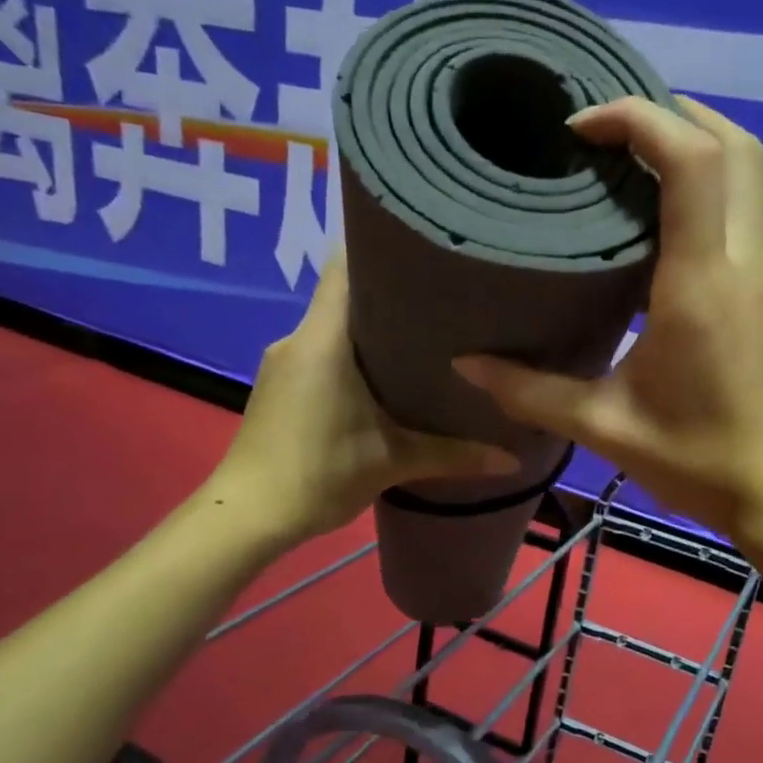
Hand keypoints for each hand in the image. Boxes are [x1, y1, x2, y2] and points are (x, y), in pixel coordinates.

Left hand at [212, 256, 517, 547]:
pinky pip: (323, 349)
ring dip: (373, 326)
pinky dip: (354, 352)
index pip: (346, 265)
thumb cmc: (319, 474)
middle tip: (445, 299)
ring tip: (426, 335)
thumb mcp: (393, 462)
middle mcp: (299, 337)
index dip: (383, 248)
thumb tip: (514, 460)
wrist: (249, 514)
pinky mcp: (282, 384)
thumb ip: (454, 455)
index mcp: (323, 339)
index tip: (427, 251)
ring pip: (335, 324)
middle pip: (346, 293)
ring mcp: (285, 360)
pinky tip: (388, 374)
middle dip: (393, 292)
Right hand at [454, 95, 762, 544]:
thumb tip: (466, 365)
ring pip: (746, 178)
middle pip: (736, 148)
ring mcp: (762, 280)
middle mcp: (740, 266)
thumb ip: (531, 392)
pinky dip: (702, 192)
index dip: (638, 120)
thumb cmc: (698, 461)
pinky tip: (653, 226)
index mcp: (700, 284)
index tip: (579, 128)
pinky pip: (739, 217)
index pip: (692, 161)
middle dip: (675, 115)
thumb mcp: (604, 428)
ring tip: (624, 163)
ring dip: (694, 149)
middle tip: (608, 128)